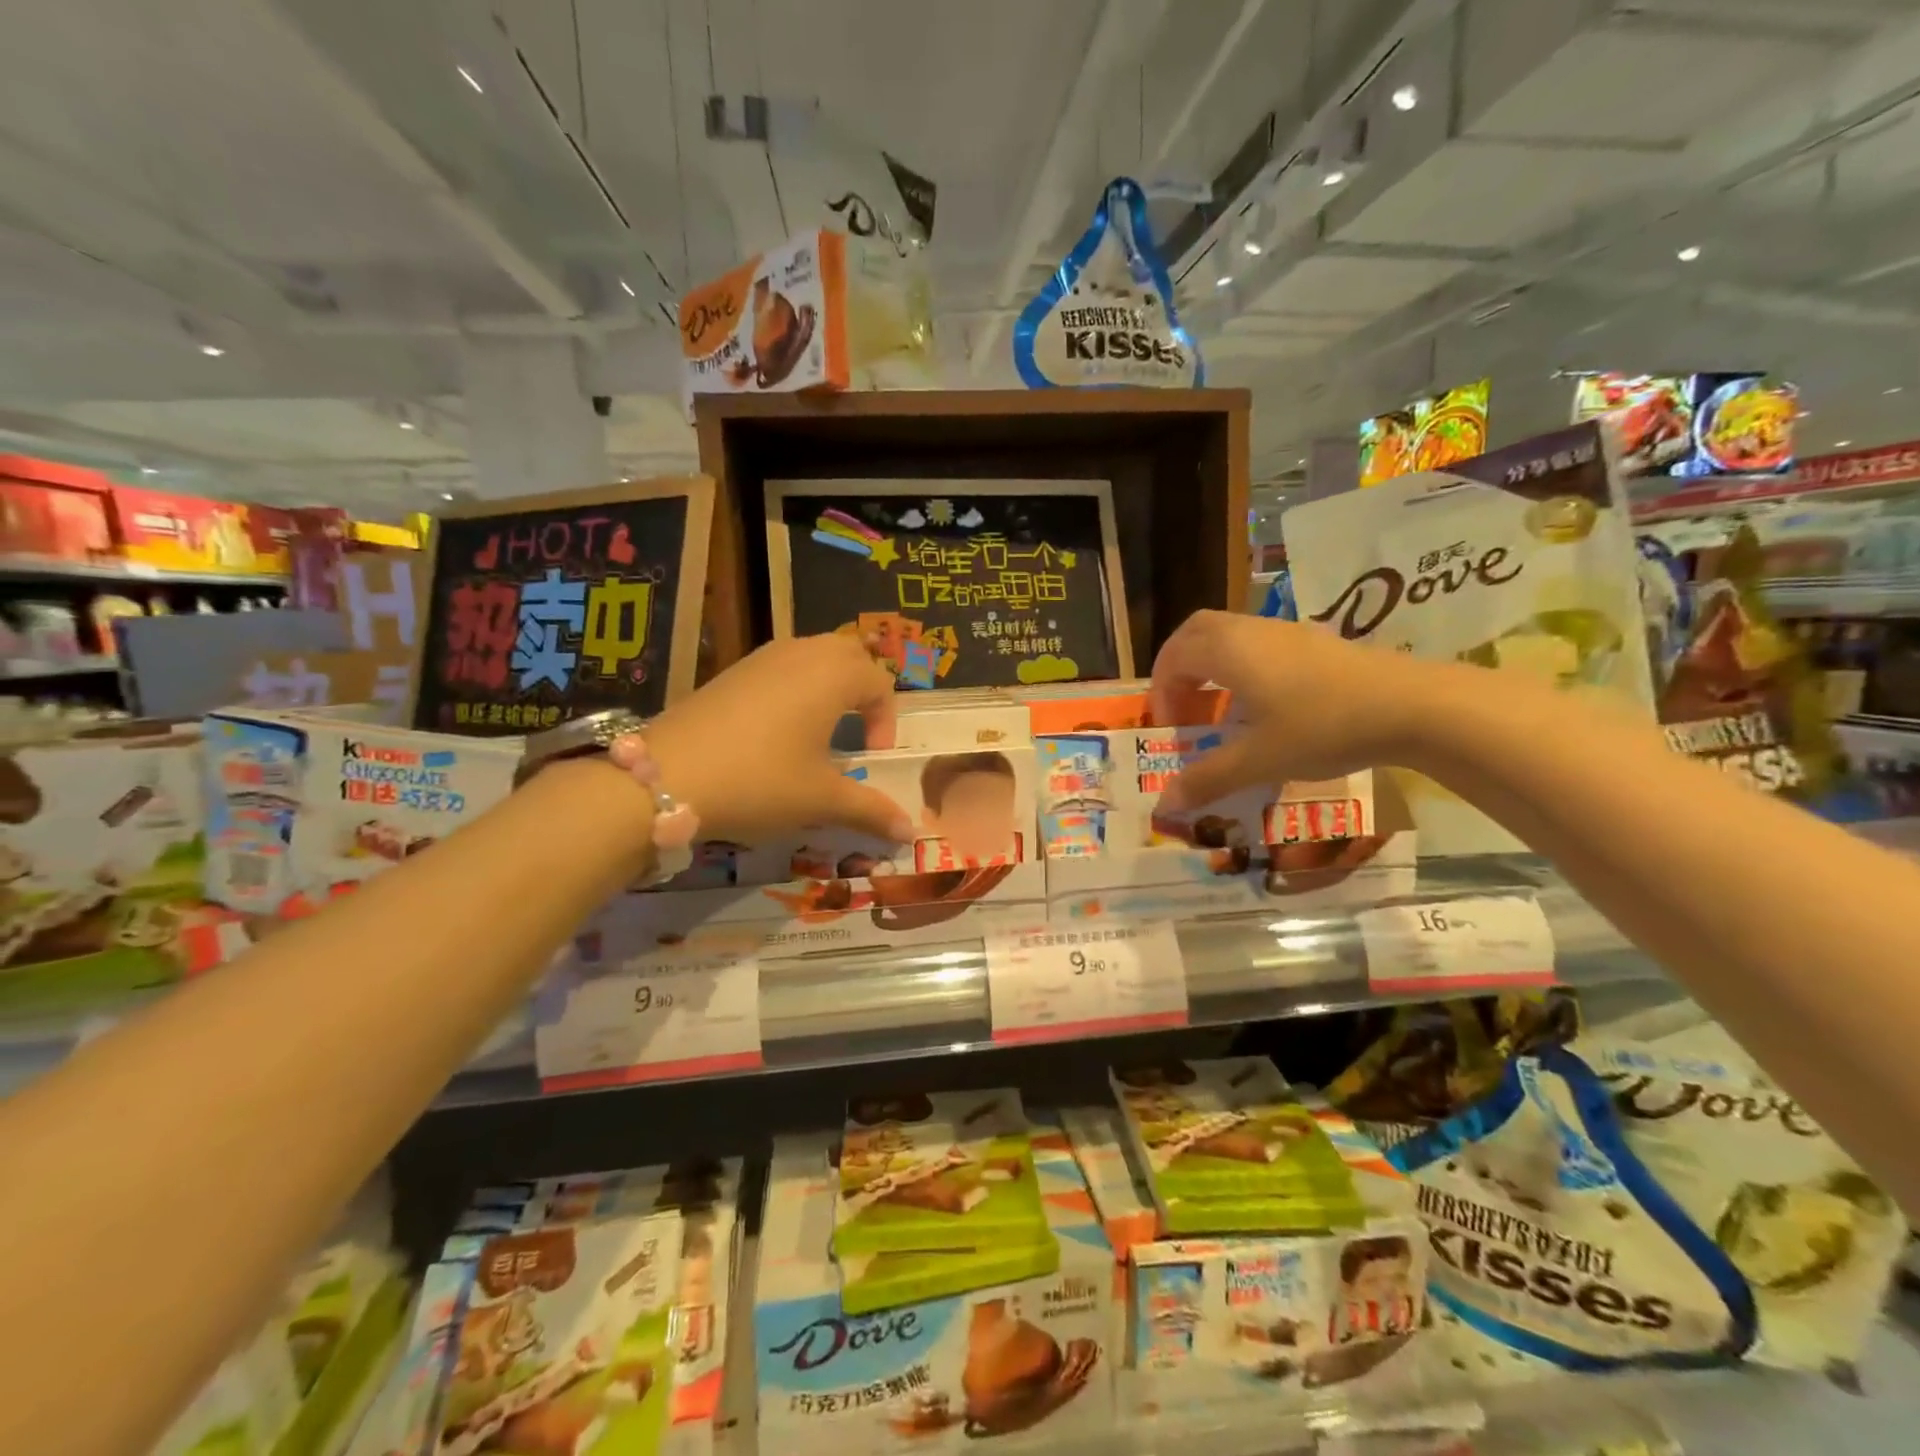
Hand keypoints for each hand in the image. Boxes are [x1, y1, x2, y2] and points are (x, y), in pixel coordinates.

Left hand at [642, 633, 911, 845]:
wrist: (666, 777)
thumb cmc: (760, 780)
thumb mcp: (821, 799)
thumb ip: (870, 810)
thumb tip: (909, 832)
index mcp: (833, 676)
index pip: (879, 683)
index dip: (886, 721)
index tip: (873, 758)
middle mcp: (801, 654)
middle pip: (849, 655)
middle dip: (862, 689)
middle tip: (857, 731)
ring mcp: (762, 658)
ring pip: (813, 655)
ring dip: (829, 684)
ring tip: (821, 728)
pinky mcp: (732, 671)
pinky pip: (781, 665)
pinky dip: (795, 686)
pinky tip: (777, 729)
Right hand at [1149, 611, 1431, 809]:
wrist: (1411, 706)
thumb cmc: (1322, 727)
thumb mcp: (1259, 760)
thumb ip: (1208, 779)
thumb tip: (1165, 804)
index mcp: (1228, 651)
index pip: (1173, 658)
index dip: (1161, 692)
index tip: (1170, 728)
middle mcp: (1250, 631)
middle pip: (1196, 632)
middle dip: (1178, 666)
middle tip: (1180, 704)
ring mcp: (1286, 631)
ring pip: (1229, 634)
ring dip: (1211, 665)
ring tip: (1218, 707)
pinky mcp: (1314, 641)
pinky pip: (1258, 642)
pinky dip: (1241, 664)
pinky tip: (1262, 703)